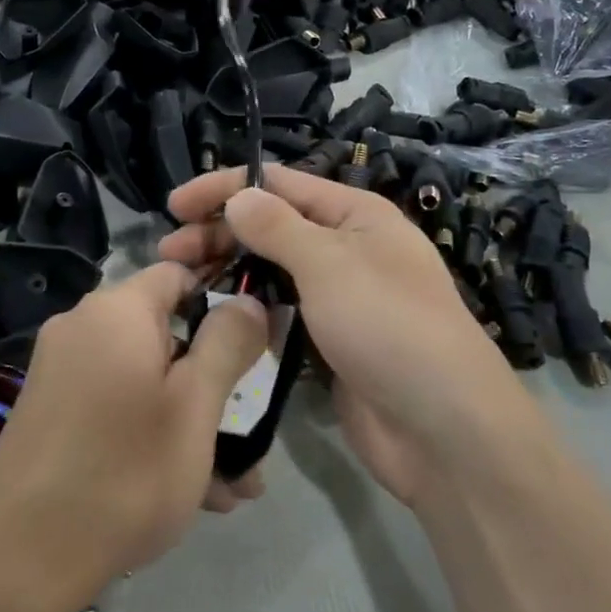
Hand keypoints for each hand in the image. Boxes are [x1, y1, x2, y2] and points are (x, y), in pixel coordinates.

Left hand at [0, 262, 267, 607]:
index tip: (256, 344)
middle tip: (252, 435)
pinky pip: (117, 406)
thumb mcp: (195, 407)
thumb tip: (248, 302)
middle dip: (214, 383)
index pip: (178, 274)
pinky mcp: (52, 412)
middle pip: (166, 335)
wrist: (18, 561)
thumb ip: (228, 344)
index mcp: (116, 311)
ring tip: (235, 484)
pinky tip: (192, 494)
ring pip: (146, 380)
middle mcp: (83, 328)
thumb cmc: (125, 473)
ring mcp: (62, 372)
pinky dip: (152, 434)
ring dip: (192, 422)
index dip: (223, 299)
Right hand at [161, 167, 527, 507]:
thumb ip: (277, 227)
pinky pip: (283, 312)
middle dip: (220, 233)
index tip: (175, 206)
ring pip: (273, 271)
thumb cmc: (388, 326)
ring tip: (183, 285)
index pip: (278, 183)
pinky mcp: (330, 341)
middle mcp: (347, 247)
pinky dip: (252, 310)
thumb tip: (238, 195)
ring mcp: (339, 297)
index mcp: (355, 215)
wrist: (442, 428)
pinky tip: (219, 319)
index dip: (224, 188)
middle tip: (168, 253)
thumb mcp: (329, 264)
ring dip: (231, 271)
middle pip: (271, 226)